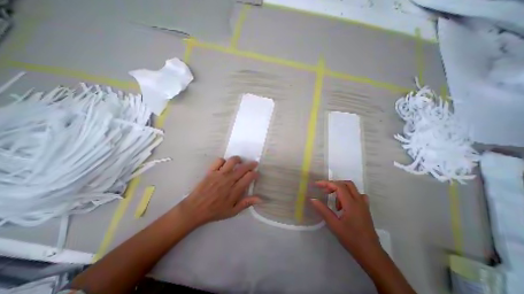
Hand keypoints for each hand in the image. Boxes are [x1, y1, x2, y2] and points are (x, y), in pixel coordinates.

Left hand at [179, 156, 261, 226]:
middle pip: (243, 167)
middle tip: (254, 164)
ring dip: (238, 159)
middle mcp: (229, 179)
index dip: (255, 173)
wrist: (195, 209)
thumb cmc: (215, 211)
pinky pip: (219, 160)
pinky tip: (224, 165)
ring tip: (240, 161)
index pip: (249, 176)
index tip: (256, 174)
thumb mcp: (233, 211)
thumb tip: (260, 199)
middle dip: (251, 164)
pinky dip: (223, 161)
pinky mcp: (211, 171)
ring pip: (232, 161)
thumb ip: (246, 203)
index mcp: (235, 190)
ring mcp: (219, 174)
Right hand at [310, 181, 381, 253]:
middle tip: (325, 192)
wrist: (371, 254)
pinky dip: (349, 195)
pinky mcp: (365, 210)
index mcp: (351, 204)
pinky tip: (344, 205)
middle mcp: (359, 201)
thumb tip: (312, 199)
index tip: (316, 185)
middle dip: (334, 185)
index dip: (326, 183)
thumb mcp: (334, 225)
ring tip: (334, 203)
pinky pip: (357, 196)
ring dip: (341, 190)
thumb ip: (323, 210)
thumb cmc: (351, 239)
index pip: (338, 186)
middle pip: (346, 184)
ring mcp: (364, 205)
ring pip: (352, 189)